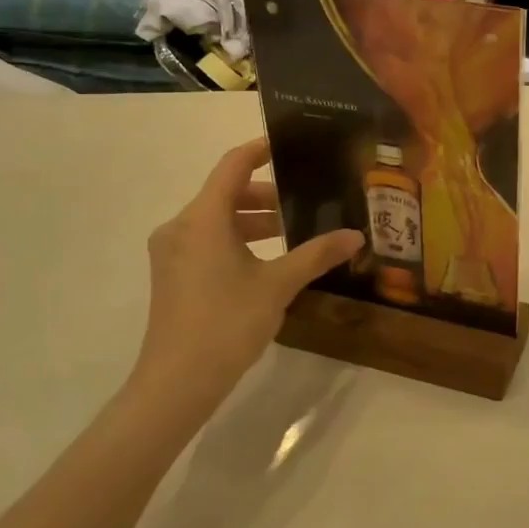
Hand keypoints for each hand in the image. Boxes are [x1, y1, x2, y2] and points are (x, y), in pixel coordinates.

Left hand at [128, 139, 362, 419]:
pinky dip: (238, 240)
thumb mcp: (278, 285)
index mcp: (203, 218)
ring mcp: (173, 253)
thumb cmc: (227, 323)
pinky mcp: (173, 275)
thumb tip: (356, 235)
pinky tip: (267, 261)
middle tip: (305, 202)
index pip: (232, 166)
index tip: (290, 145)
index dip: (260, 150)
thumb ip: (317, 254)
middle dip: (266, 195)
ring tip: (293, 234)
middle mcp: (181, 227)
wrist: (177, 382)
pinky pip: (208, 241)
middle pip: (226, 193)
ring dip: (254, 221)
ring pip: (217, 220)